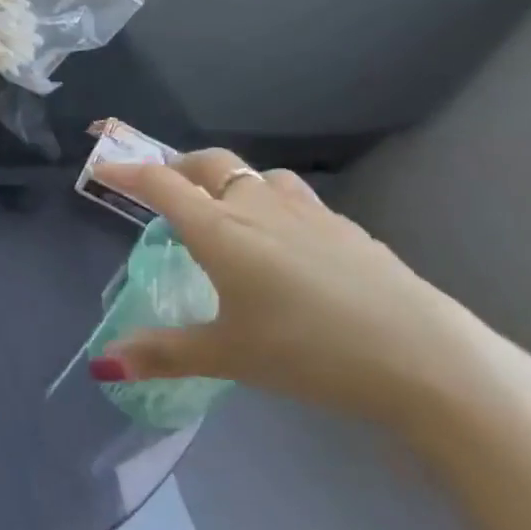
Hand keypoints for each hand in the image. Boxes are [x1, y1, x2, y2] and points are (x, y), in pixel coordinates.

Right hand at [92, 151, 530, 434]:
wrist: (428, 360)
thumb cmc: (310, 352)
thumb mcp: (228, 356)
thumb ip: (163, 354)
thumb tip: (102, 365)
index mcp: (220, 230)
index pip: (160, 185)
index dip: (126, 171)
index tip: (103, 167)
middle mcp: (258, 207)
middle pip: (209, 164)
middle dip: (178, 166)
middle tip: (165, 187)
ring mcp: (311, 213)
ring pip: (259, 176)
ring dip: (232, 183)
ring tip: (228, 213)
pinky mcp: (350, 230)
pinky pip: (298, 201)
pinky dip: (276, 207)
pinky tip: (291, 246)